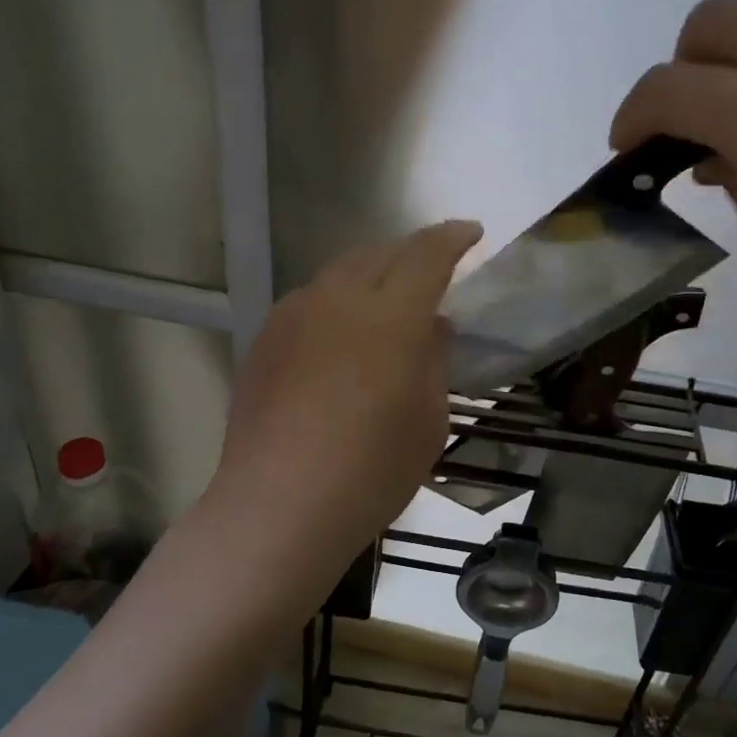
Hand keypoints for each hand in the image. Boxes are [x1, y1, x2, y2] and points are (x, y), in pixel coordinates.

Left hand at [206, 221, 482, 601]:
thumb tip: (432, 327)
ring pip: (339, 274)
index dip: (452, 238)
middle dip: (411, 252)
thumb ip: (434, 361)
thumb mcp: (428, 420)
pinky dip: (335, 303)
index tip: (471, 232)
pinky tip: (340, 335)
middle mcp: (338, 298)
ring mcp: (294, 315)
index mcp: (391, 314)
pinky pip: (309, 303)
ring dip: (369, 274)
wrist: (279, 504)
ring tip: (385, 297)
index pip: (427, 255)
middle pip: (379, 254)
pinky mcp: (265, 340)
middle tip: (431, 266)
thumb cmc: (372, 470)